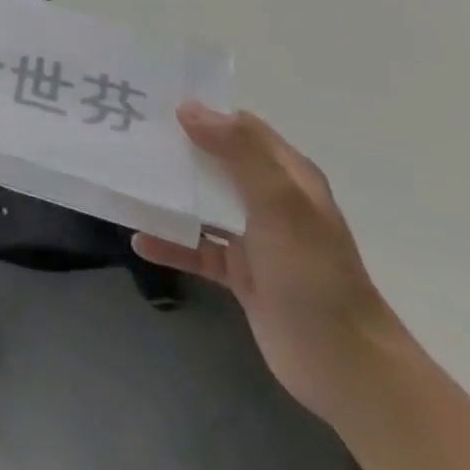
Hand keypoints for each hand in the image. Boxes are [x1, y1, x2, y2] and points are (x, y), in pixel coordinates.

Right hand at [133, 104, 409, 427]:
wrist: (346, 369)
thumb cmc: (314, 275)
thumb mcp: (280, 204)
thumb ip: (238, 151)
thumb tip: (188, 108)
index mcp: (287, 176)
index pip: (239, 127)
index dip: (201, 111)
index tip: (154, 101)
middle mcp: (270, 200)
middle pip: (214, 161)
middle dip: (175, 148)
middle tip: (127, 133)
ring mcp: (254, 238)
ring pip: (201, 204)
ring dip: (168, 194)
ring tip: (124, 180)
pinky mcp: (240, 274)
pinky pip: (196, 248)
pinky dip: (170, 242)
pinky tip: (139, 240)